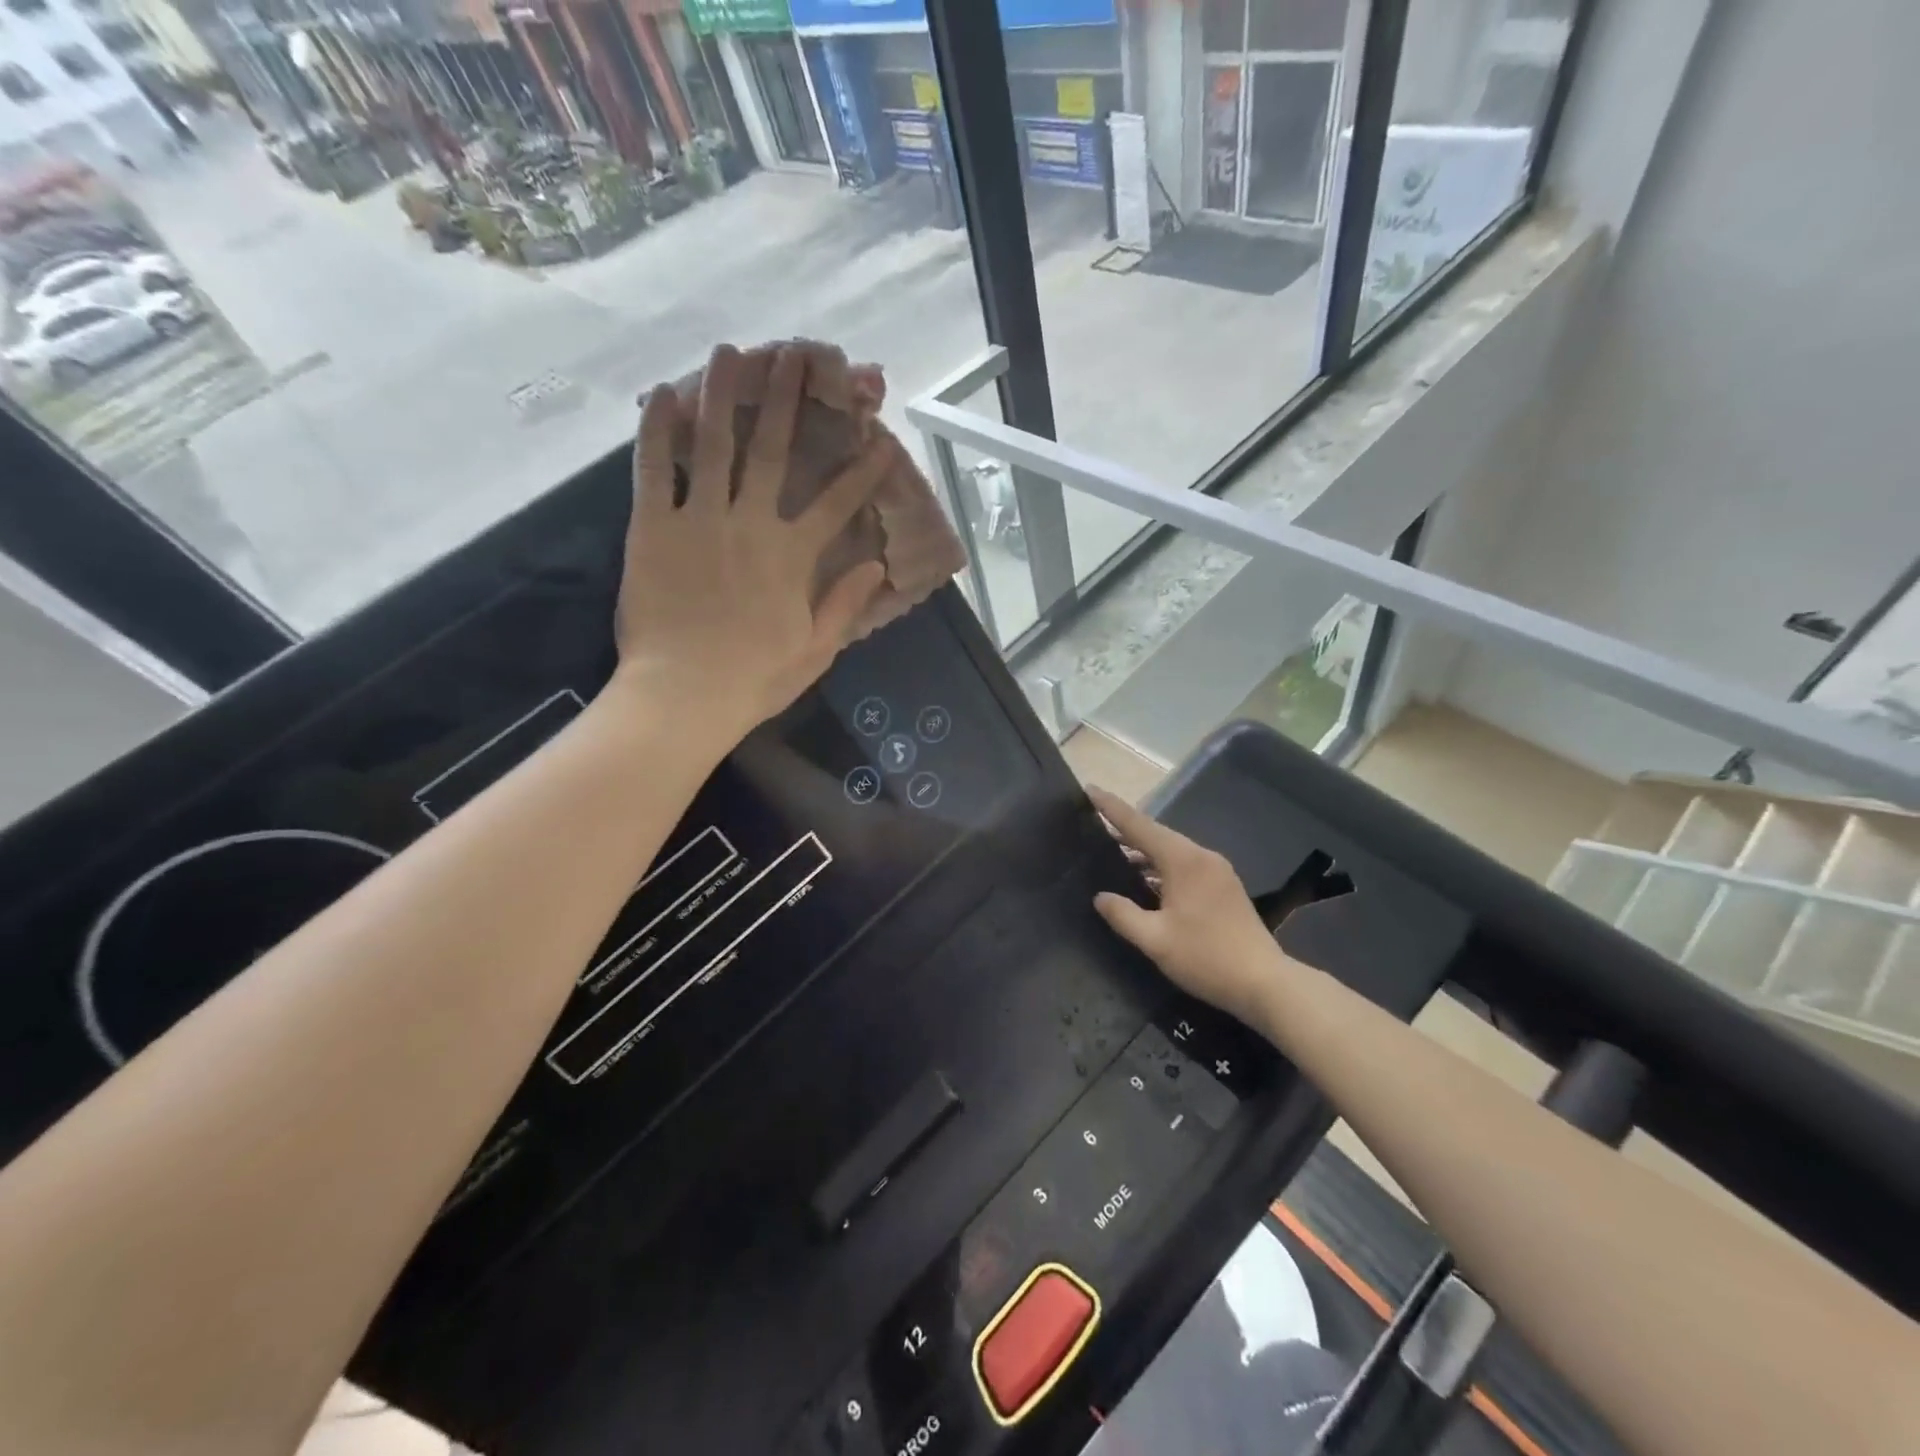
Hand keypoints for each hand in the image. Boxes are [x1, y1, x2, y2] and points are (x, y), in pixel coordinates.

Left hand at [613, 343, 891, 730]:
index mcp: (793, 555)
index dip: (861, 468)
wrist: (684, 696)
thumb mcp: (816, 649)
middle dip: (789, 400)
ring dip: (725, 394)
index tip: (878, 437)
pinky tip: (662, 394)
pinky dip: (657, 431)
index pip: (837, 502)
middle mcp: (751, 523)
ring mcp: (699, 519)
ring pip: (714, 444)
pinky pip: (654, 470)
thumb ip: (845, 602)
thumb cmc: (755, 678)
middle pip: (774, 451)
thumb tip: (876, 564)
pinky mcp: (652, 527)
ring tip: (731, 351)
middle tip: (795, 355)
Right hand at [1088, 786, 1286, 1031]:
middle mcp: (1201, 856)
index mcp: (1183, 861)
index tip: (1089, 790)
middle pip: (1156, 835)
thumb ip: (1123, 915)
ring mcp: (1217, 871)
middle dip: (1125, 828)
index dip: (1112, 808)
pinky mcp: (1224, 887)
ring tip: (1112, 853)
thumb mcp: (1155, 940)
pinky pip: (1184, 865)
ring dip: (1143, 851)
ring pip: (1171, 851)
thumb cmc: (1206, 958)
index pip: (1139, 825)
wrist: (1265, 983)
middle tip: (1094, 823)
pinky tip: (1145, 880)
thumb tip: (1100, 896)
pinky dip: (1160, 866)